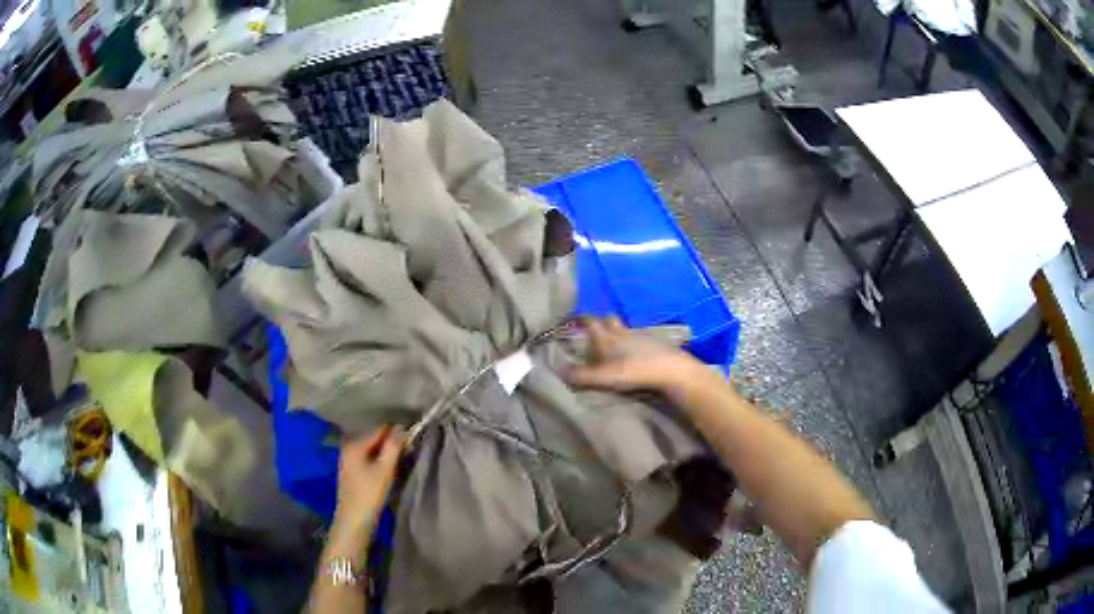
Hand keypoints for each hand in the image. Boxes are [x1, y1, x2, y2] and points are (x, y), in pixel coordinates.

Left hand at [329, 426, 404, 551]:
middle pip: (375, 438)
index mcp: (354, 444)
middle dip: (391, 443)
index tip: (413, 439)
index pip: (380, 430)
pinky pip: (368, 458)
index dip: (397, 433)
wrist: (353, 522)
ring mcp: (348, 459)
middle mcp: (348, 447)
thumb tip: (401, 427)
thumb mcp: (385, 470)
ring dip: (386, 453)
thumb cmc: (369, 495)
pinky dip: (379, 461)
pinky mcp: (351, 471)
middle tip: (409, 451)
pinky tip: (389, 469)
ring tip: (402, 459)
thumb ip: (393, 447)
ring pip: (372, 450)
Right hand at [563, 317, 701, 396]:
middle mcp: (623, 332)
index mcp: (608, 336)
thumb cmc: (635, 370)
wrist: (671, 370)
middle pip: (609, 320)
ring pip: (625, 330)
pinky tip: (632, 355)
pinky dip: (632, 344)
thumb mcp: (604, 376)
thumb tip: (558, 370)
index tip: (571, 319)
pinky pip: (638, 340)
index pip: (590, 321)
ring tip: (611, 345)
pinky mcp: (655, 345)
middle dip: (601, 322)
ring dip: (617, 334)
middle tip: (593, 331)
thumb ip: (581, 375)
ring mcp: (641, 337)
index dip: (580, 318)